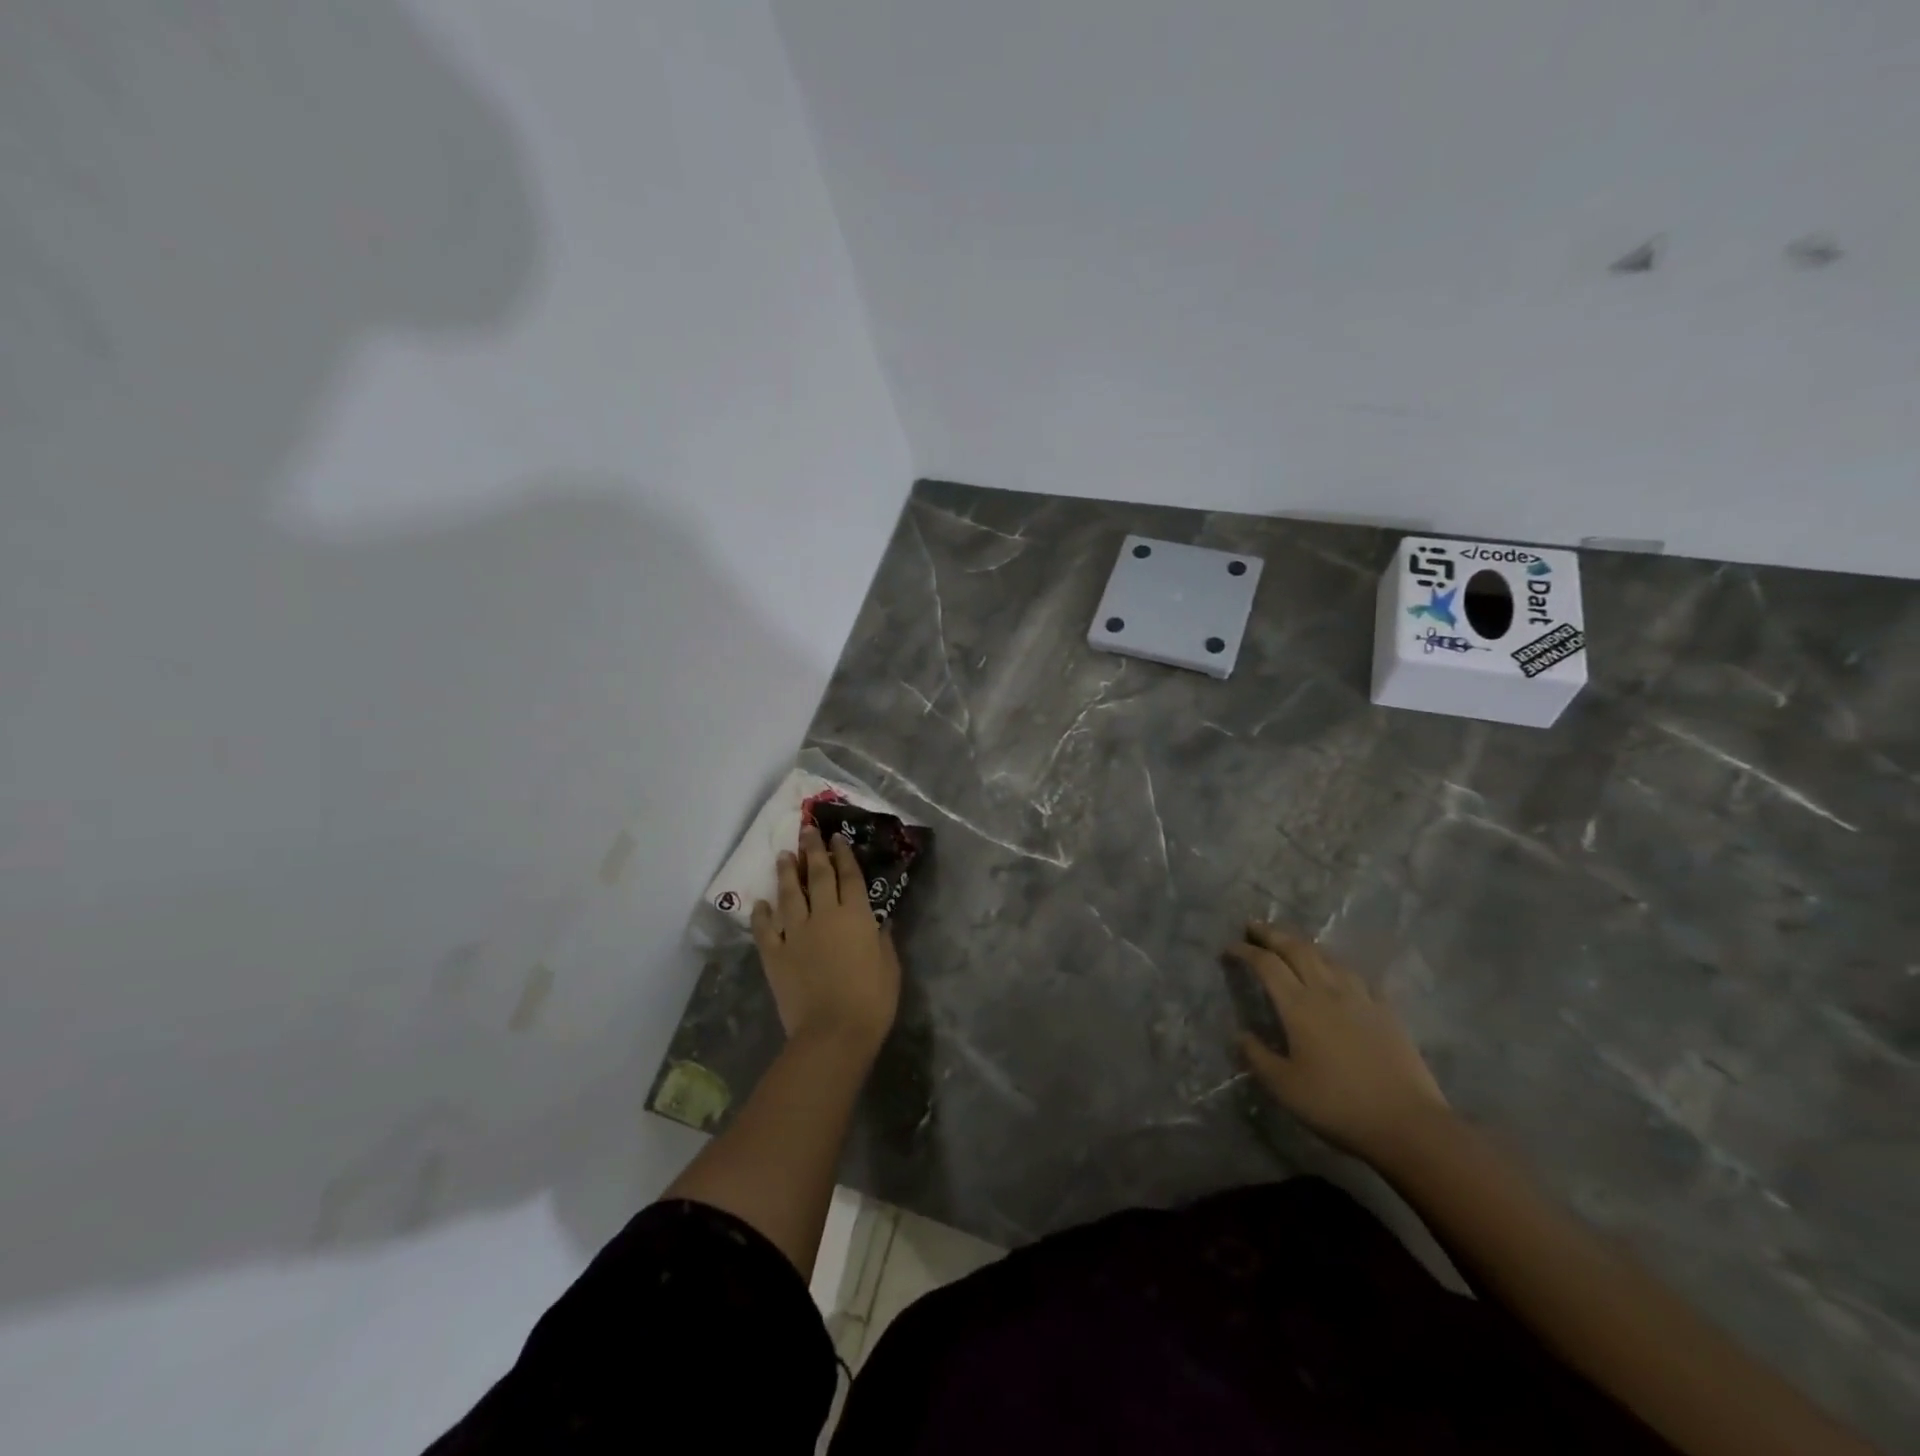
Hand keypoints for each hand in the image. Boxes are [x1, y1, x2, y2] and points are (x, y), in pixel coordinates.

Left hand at [752, 825, 900, 1054]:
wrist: (833, 1032)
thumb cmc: (872, 1000)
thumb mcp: (889, 966)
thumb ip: (882, 939)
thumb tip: (878, 921)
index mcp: (855, 916)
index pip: (849, 876)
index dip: (843, 854)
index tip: (836, 838)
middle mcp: (824, 915)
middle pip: (817, 876)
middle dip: (812, 851)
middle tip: (806, 831)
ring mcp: (795, 933)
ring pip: (789, 895)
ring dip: (786, 873)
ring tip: (783, 856)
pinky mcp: (775, 955)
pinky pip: (765, 929)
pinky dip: (762, 914)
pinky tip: (760, 903)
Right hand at [1225, 923, 1448, 1157]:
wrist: (1408, 1123)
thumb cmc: (1337, 1105)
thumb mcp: (1284, 1087)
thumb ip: (1257, 1057)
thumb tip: (1239, 1035)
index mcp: (1298, 1006)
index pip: (1266, 965)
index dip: (1245, 951)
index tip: (1229, 948)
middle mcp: (1326, 991)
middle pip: (1296, 949)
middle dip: (1272, 933)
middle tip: (1253, 926)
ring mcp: (1360, 998)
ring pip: (1327, 957)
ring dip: (1304, 944)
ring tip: (1291, 943)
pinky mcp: (1385, 1010)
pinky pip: (1356, 976)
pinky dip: (1337, 967)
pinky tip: (1338, 973)